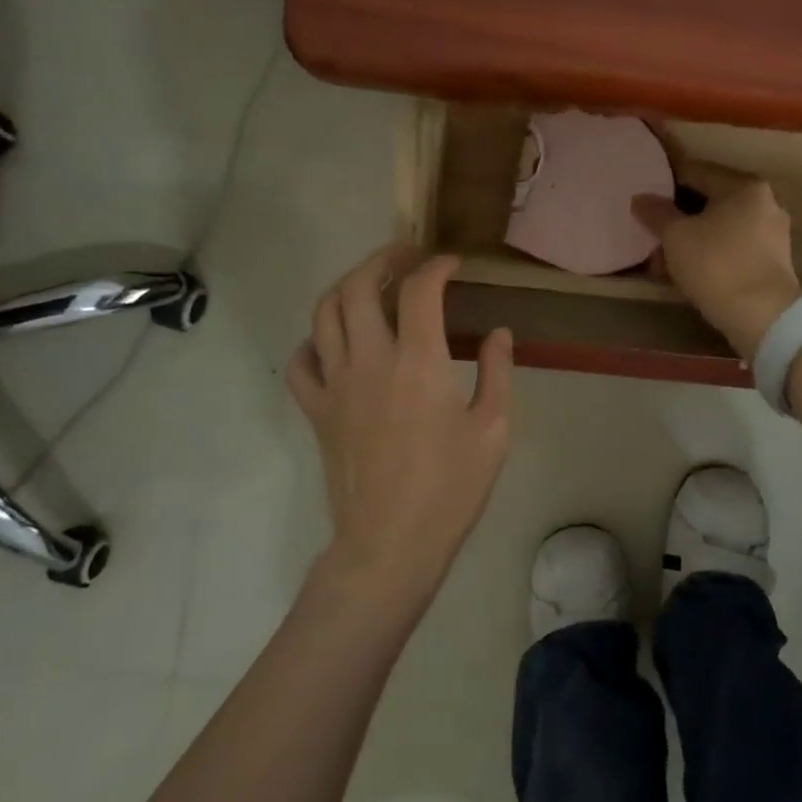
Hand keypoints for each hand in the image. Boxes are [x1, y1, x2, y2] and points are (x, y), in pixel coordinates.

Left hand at [287, 247, 513, 605]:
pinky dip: (314, 340)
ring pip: (324, 313)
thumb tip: (499, 333)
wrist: (390, 544)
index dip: (436, 266)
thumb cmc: (450, 489)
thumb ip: (498, 372)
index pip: (420, 290)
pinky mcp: (317, 410)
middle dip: (382, 259)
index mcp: (419, 362)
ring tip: (370, 284)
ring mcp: (336, 384)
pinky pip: (301, 361)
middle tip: (405, 257)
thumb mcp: (493, 430)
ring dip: (347, 286)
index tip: (451, 264)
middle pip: (359, 286)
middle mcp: (370, 360)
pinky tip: (335, 342)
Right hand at [631, 160, 801, 360]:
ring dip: (690, 241)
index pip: (697, 172)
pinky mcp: (772, 263)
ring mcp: (772, 235)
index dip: (666, 181)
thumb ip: (656, 213)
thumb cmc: (716, 265)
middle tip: (651, 235)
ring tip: (662, 263)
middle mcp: (764, 203)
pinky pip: (732, 249)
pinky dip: (709, 256)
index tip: (645, 194)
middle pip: (709, 203)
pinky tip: (687, 275)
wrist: (762, 317)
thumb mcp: (676, 237)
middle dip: (677, 219)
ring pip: (719, 229)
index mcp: (744, 187)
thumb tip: (640, 198)